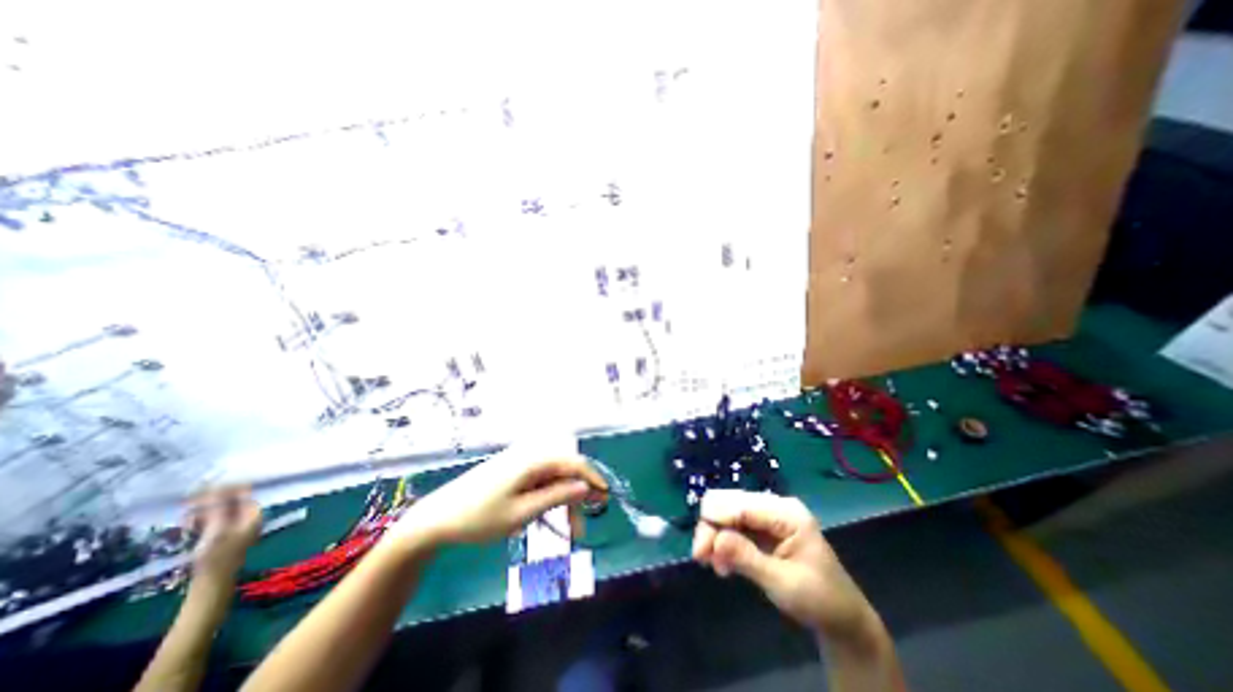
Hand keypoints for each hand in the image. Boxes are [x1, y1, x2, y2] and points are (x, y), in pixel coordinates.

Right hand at [183, 486, 260, 583]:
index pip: (243, 494)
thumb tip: (217, 489)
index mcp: (253, 514)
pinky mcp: (223, 538)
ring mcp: (236, 528)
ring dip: (202, 513)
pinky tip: (187, 529)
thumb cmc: (216, 556)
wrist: (210, 584)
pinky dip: (201, 523)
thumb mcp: (217, 529)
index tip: (204, 489)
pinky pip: (213, 523)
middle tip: (188, 507)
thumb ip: (219, 508)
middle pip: (231, 502)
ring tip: (186, 522)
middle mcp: (248, 518)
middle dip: (210, 503)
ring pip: (220, 512)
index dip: (226, 489)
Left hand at [390, 452, 605, 548]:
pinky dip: (549, 501)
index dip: (592, 478)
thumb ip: (556, 497)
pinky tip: (548, 520)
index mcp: (534, 461)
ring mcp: (520, 467)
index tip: (606, 496)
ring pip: (553, 481)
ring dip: (564, 503)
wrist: (437, 519)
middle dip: (578, 496)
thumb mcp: (522, 513)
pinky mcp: (513, 476)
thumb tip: (585, 487)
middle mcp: (530, 458)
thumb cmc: (479, 517)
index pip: (573, 462)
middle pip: (564, 473)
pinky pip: (539, 485)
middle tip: (586, 525)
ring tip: (569, 532)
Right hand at [693, 488, 886, 646]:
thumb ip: (747, 558)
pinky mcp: (761, 527)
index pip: (740, 505)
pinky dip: (722, 541)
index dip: (715, 521)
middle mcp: (774, 506)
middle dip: (711, 528)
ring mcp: (767, 515)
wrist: (842, 616)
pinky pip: (732, 525)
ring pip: (726, 512)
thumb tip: (715, 540)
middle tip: (702, 558)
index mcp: (786, 513)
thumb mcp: (783, 583)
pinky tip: (722, 563)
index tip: (699, 550)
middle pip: (728, 503)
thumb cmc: (818, 600)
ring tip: (712, 565)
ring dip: (714, 536)